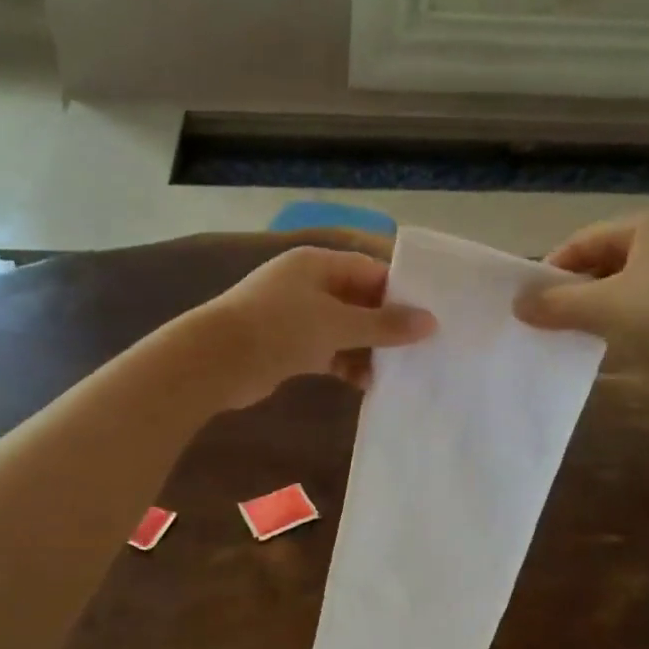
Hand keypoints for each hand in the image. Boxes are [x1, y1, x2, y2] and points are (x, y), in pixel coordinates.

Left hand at [190, 245, 436, 408]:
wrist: (216, 362)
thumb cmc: (279, 329)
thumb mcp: (337, 324)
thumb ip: (383, 324)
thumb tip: (430, 323)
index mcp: (318, 264)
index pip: (371, 269)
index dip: (401, 291)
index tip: (432, 315)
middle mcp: (309, 285)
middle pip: (360, 301)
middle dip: (388, 325)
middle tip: (423, 347)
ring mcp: (297, 317)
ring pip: (345, 330)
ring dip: (369, 349)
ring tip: (401, 370)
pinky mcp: (289, 347)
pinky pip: (329, 352)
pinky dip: (347, 365)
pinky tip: (368, 384)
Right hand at [514, 213, 648, 428]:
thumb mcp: (608, 310)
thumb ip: (558, 303)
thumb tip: (517, 303)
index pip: (585, 239)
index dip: (553, 268)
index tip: (529, 303)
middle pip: (608, 260)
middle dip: (576, 290)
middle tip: (548, 322)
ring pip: (631, 284)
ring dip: (600, 308)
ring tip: (576, 335)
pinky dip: (628, 319)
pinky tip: (616, 345)